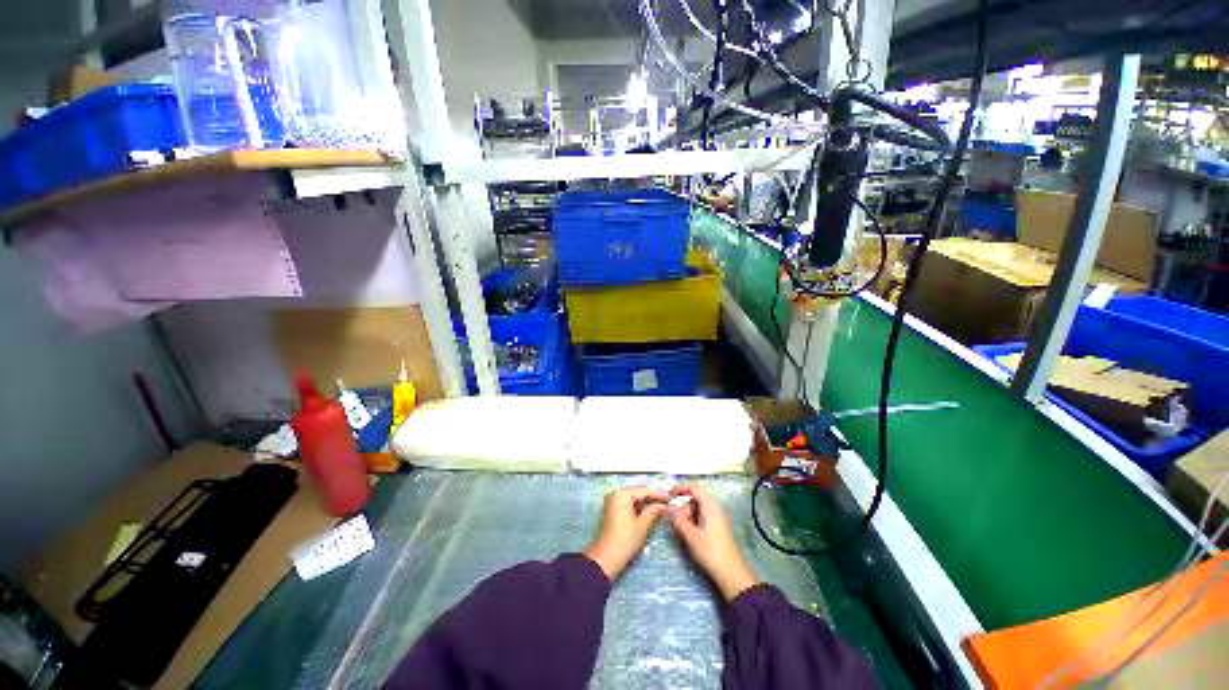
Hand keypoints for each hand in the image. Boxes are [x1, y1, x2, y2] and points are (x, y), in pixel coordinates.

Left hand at [583, 486, 669, 579]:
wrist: (606, 558)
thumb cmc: (625, 540)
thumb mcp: (643, 525)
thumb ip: (654, 511)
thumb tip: (664, 505)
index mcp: (622, 494)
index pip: (644, 490)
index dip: (659, 494)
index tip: (671, 497)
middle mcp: (615, 494)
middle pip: (638, 493)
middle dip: (652, 498)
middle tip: (668, 502)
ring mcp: (612, 502)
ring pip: (633, 499)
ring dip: (646, 503)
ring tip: (661, 507)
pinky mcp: (612, 510)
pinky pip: (628, 504)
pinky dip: (638, 508)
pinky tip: (649, 512)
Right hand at [669, 483, 760, 600]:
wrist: (732, 574)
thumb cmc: (710, 551)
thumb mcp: (691, 535)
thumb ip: (679, 519)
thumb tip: (670, 508)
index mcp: (710, 506)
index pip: (694, 488)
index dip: (680, 488)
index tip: (669, 495)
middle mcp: (716, 508)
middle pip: (696, 499)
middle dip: (684, 507)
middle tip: (676, 521)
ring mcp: (719, 519)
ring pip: (700, 509)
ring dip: (689, 516)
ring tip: (683, 531)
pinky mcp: (720, 529)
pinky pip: (705, 518)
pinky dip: (696, 522)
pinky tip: (692, 535)